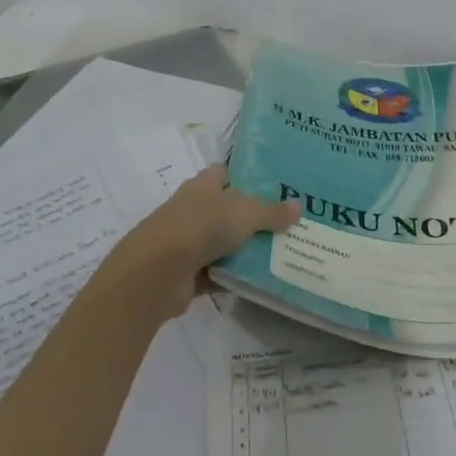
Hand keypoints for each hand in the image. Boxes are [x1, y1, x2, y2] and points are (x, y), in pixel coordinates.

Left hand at [102, 165, 299, 317]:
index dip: (248, 177)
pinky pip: (218, 273)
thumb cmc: (201, 226)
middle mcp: (194, 210)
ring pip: (225, 243)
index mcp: (204, 186)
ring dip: (246, 250)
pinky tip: (260, 282)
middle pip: (229, 210)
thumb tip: (298, 206)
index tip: (277, 186)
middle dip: (255, 217)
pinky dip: (234, 278)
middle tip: (290, 224)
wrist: (157, 272)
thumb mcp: (245, 213)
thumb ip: (272, 211)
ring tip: (283, 254)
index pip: (227, 173)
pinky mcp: (187, 273)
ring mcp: (188, 242)